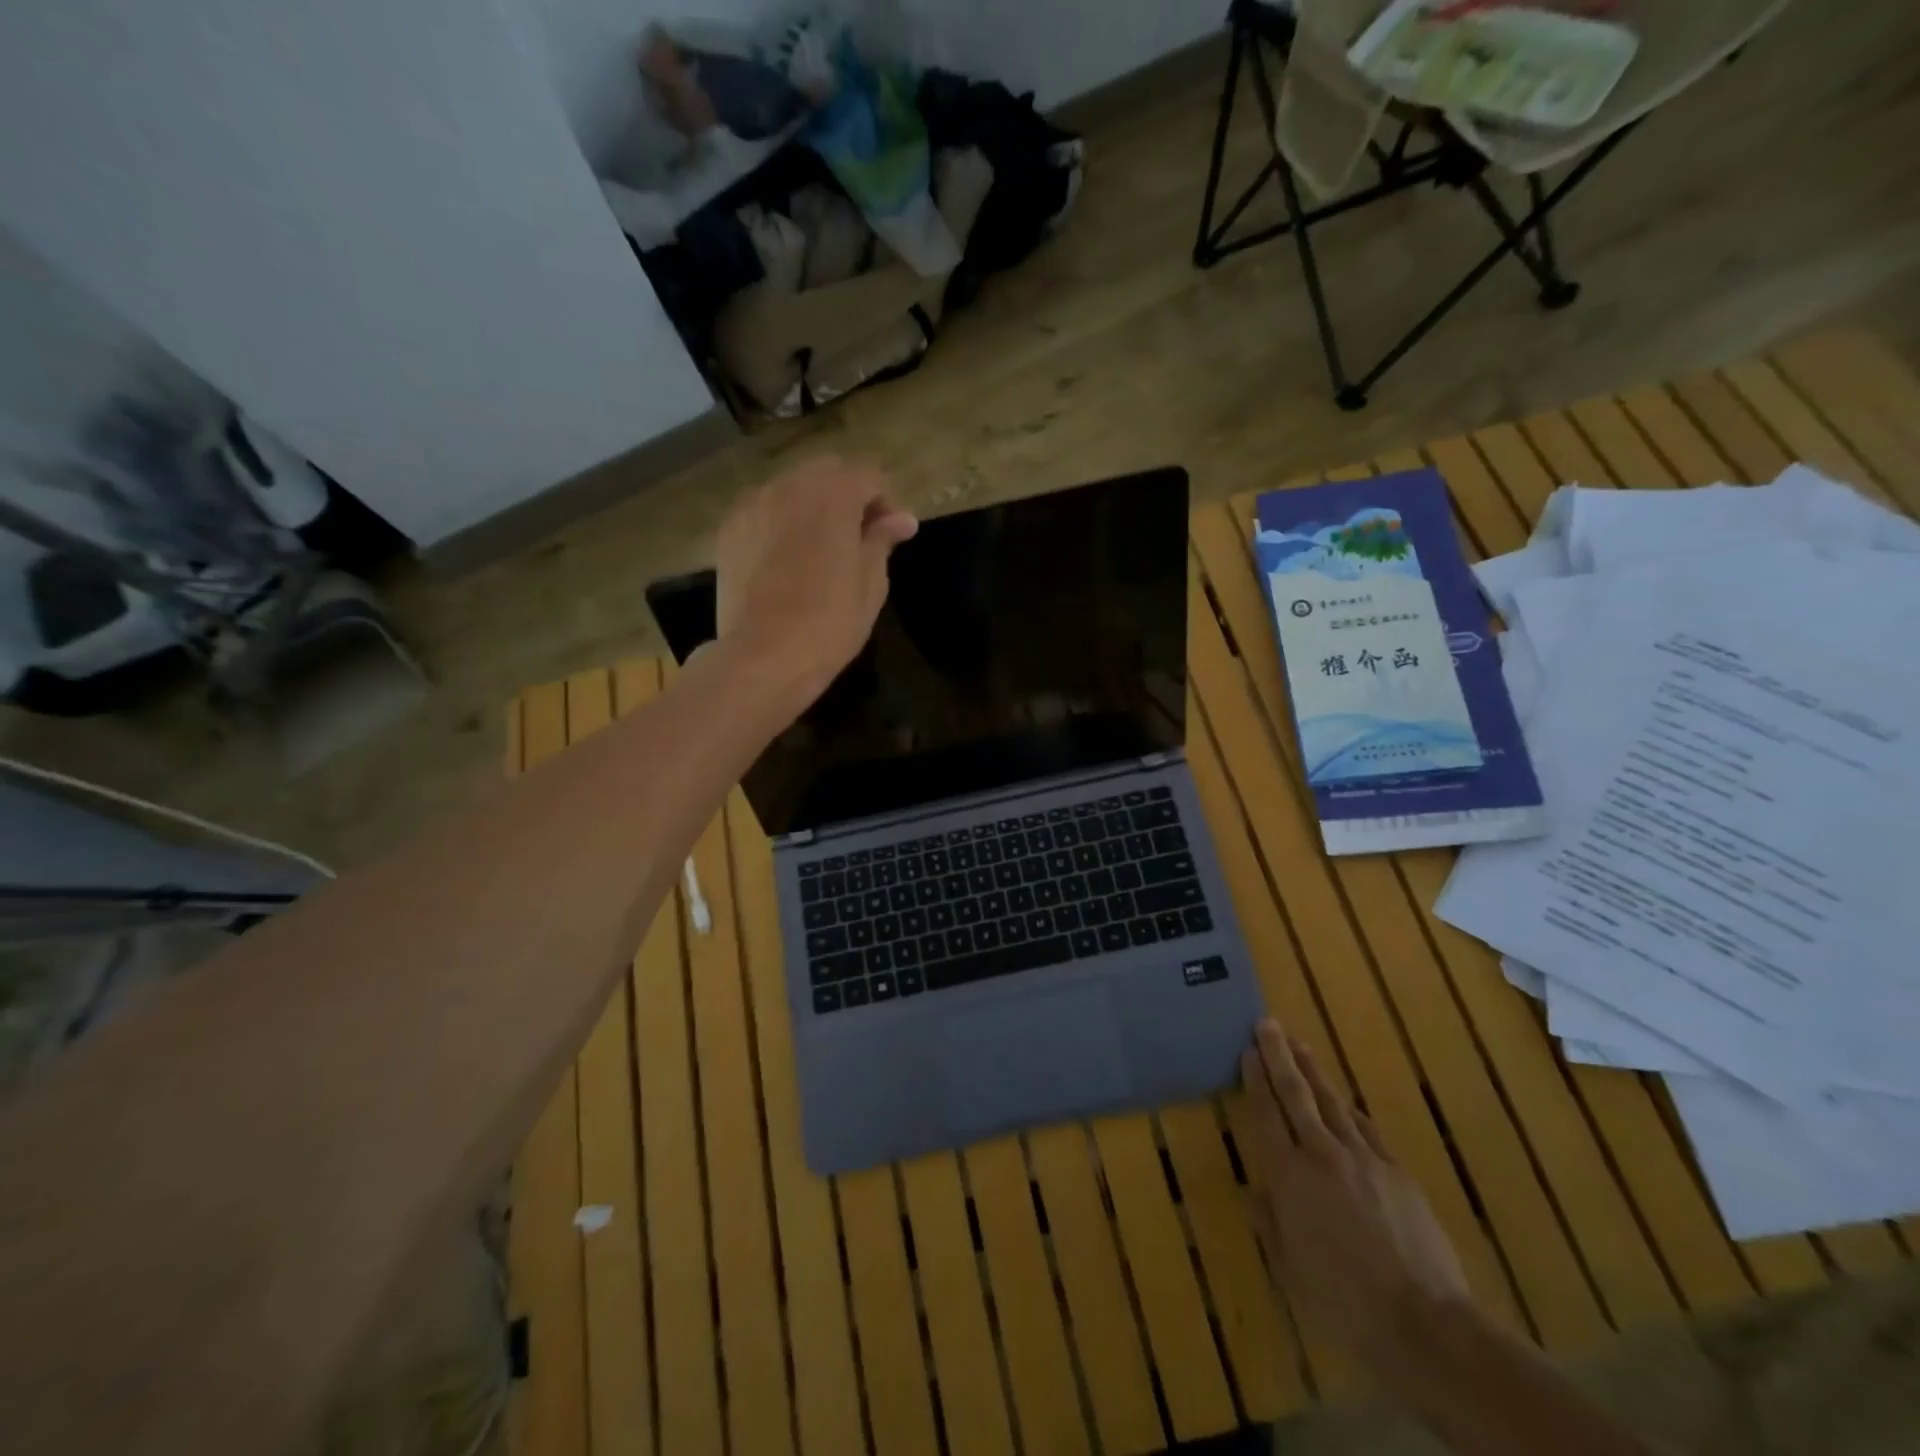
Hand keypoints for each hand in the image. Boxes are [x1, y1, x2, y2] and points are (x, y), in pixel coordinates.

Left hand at [714, 456, 917, 709]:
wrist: (764, 655)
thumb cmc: (830, 622)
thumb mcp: (870, 583)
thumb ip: (882, 540)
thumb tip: (902, 519)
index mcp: (833, 496)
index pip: (868, 475)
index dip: (884, 501)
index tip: (889, 535)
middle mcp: (790, 487)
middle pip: (827, 472)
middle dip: (846, 495)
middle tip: (856, 538)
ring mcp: (754, 505)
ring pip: (792, 487)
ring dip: (812, 506)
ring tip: (819, 549)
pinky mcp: (730, 529)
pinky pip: (763, 509)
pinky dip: (781, 521)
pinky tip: (785, 559)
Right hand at [1241, 1018, 1469, 1368]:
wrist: (1425, 1322)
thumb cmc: (1343, 1301)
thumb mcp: (1290, 1268)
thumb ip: (1270, 1222)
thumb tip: (1255, 1191)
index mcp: (1289, 1176)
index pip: (1266, 1115)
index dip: (1255, 1080)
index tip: (1247, 1049)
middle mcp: (1323, 1155)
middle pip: (1297, 1095)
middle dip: (1280, 1056)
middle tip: (1268, 1023)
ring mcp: (1364, 1159)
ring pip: (1332, 1103)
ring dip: (1313, 1072)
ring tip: (1300, 1046)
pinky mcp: (1398, 1172)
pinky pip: (1367, 1130)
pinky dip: (1350, 1111)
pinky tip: (1345, 1103)